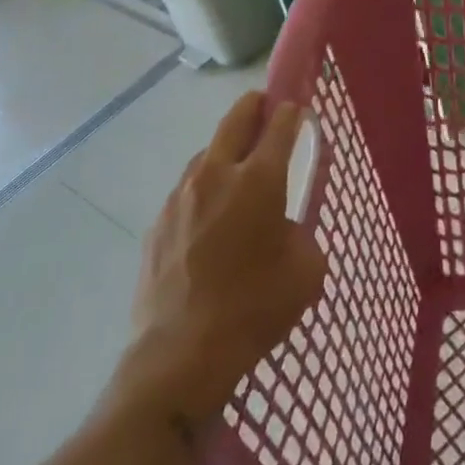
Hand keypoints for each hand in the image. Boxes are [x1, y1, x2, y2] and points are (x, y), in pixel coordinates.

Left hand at [108, 93, 326, 430]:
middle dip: (255, 106)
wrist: (180, 358)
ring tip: (239, 172)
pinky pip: (186, 191)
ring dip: (227, 151)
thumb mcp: (306, 268)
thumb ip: (302, 231)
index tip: (299, 110)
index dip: (293, 111)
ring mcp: (180, 197)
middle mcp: (217, 174)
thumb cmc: (256, 308)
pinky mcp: (157, 224)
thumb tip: (285, 226)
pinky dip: (204, 190)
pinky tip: (210, 219)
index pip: (280, 123)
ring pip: (207, 153)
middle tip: (267, 109)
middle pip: (236, 119)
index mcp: (260, 178)